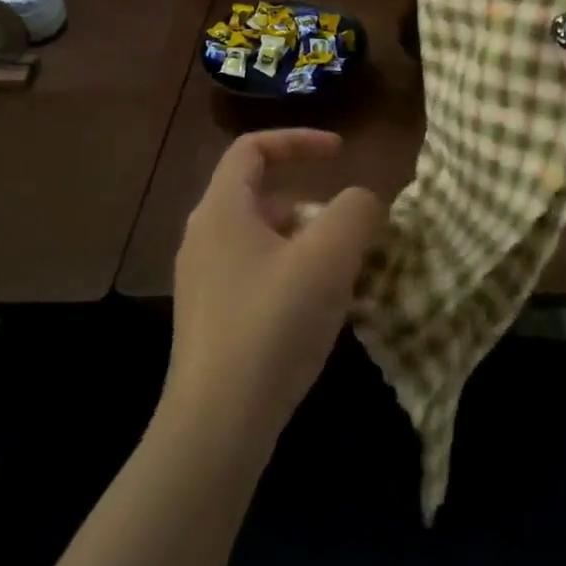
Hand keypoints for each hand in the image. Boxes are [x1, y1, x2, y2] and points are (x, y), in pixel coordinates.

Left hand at [166, 130, 385, 452]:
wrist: (216, 426)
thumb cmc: (273, 323)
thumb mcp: (329, 256)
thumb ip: (356, 211)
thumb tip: (361, 202)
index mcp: (222, 210)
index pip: (252, 148)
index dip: (299, 139)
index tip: (341, 152)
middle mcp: (204, 238)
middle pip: (263, 195)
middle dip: (313, 204)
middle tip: (350, 231)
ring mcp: (203, 281)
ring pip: (263, 239)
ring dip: (307, 243)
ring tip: (344, 274)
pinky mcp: (211, 319)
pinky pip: (258, 274)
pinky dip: (292, 274)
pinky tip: (318, 310)